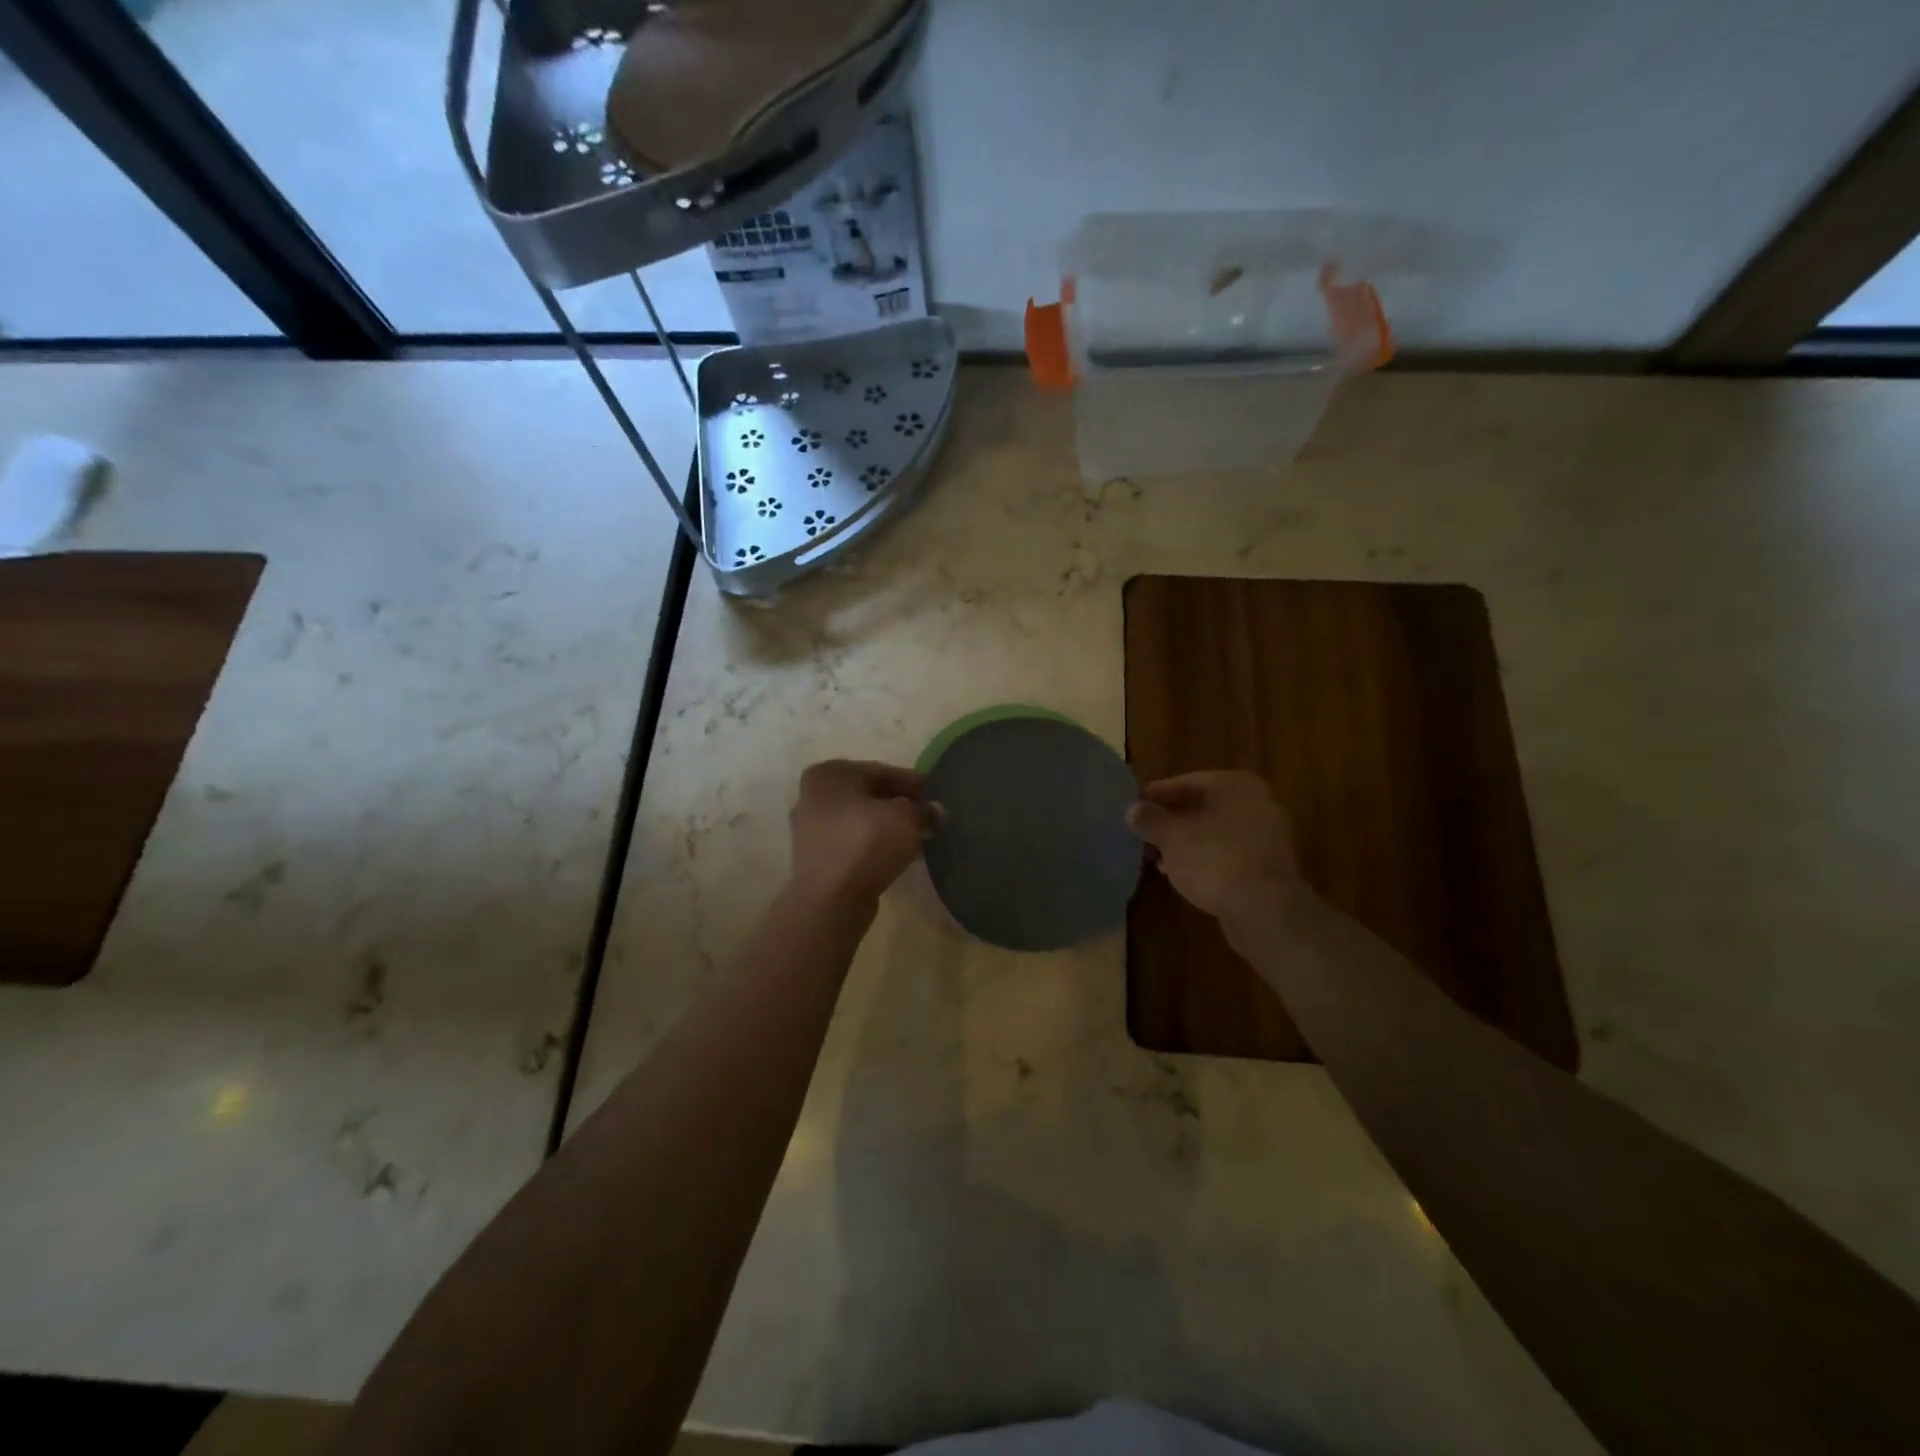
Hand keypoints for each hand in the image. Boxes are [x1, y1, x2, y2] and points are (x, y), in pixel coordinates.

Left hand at [788, 759, 939, 908]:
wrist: (831, 900)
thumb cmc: (866, 844)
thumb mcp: (907, 819)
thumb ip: (924, 810)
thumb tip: (935, 811)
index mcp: (830, 774)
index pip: (882, 771)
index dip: (913, 782)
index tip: (936, 793)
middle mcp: (814, 795)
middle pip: (870, 794)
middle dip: (901, 804)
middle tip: (930, 814)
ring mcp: (811, 827)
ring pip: (862, 819)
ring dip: (890, 826)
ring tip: (920, 835)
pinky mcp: (817, 857)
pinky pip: (854, 841)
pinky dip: (876, 843)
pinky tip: (900, 853)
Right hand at [1127, 771, 1305, 921]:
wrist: (1265, 910)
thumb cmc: (1214, 859)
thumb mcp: (1171, 836)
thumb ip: (1149, 819)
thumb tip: (1132, 810)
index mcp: (1235, 784)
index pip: (1185, 782)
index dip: (1155, 796)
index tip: (1132, 810)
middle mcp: (1256, 802)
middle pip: (1201, 807)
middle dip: (1170, 822)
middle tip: (1142, 836)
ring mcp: (1266, 834)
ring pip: (1214, 832)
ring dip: (1185, 843)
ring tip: (1157, 859)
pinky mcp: (1268, 865)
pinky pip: (1228, 853)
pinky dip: (1205, 859)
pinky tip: (1182, 874)